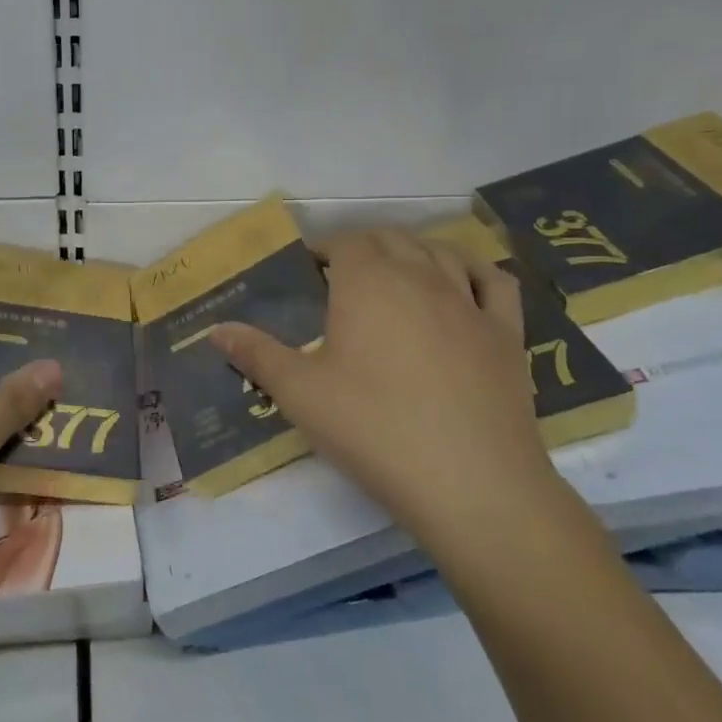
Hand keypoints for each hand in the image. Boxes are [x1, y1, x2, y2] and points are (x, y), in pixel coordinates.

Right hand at [211, 228, 547, 530]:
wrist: (470, 482)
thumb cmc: (374, 429)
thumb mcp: (300, 394)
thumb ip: (256, 355)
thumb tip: (215, 329)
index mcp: (368, 282)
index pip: (345, 242)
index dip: (324, 249)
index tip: (308, 271)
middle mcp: (421, 276)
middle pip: (391, 239)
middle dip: (363, 246)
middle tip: (341, 277)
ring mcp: (469, 301)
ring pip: (441, 252)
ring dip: (412, 251)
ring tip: (394, 273)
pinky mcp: (506, 333)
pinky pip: (494, 281)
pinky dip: (475, 269)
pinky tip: (462, 281)